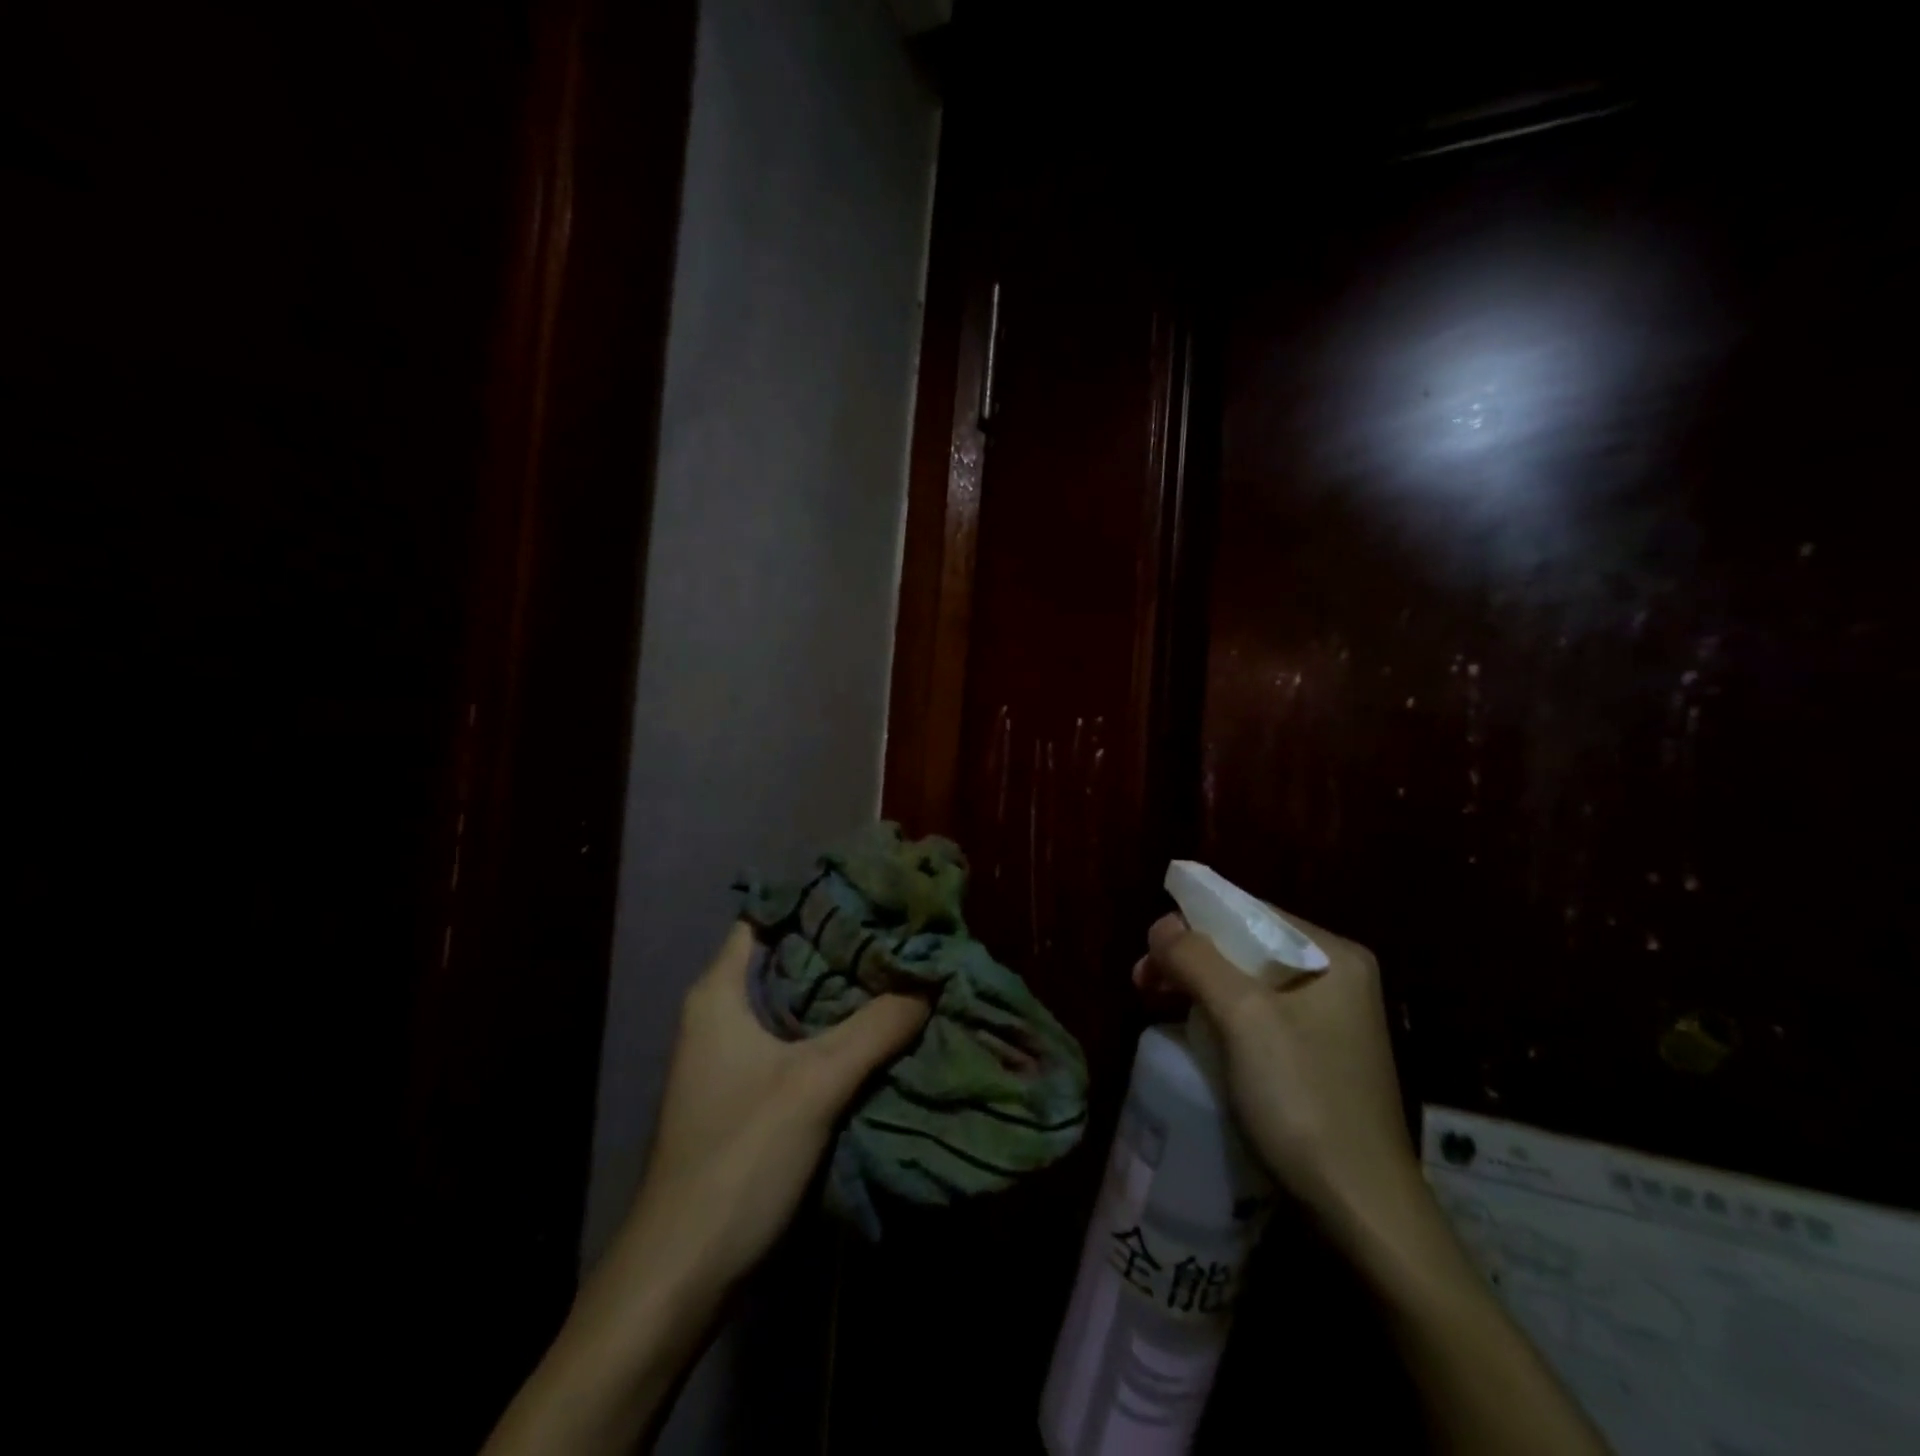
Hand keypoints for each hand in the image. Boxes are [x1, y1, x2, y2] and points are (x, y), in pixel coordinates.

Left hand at [484, 925, 928, 1455]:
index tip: (872, 891)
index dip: (816, 900)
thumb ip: (876, 1026)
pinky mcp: (752, 1093)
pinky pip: (802, 1041)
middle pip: (790, 959)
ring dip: (845, 992)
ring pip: (799, 1003)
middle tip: (902, 931)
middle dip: (844, 946)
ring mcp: (736, 1056)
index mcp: (719, 993)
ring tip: (904, 970)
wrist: (683, 1274)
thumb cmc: (738, 1157)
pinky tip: (883, 1027)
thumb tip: (932, 979)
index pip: (767, 918)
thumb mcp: (815, 1082)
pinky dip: (838, 1030)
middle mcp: (723, 1014)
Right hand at [1133, 910, 1419, 1258]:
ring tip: (1155, 1004)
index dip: (1191, 923)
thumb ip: (1196, 958)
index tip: (1149, 953)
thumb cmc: (1303, 1100)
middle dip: (1190, 959)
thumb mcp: (1242, 1017)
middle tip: (1142, 983)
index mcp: (1333, 954)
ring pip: (1248, 983)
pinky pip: (1259, 1018)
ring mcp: (1332, 1021)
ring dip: (1199, 988)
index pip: (1248, 912)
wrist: (1362, 1213)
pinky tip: (1194, 1034)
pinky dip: (1221, 1017)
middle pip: (1246, 947)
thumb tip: (1161, 925)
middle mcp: (1338, 977)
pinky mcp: (1319, 1058)